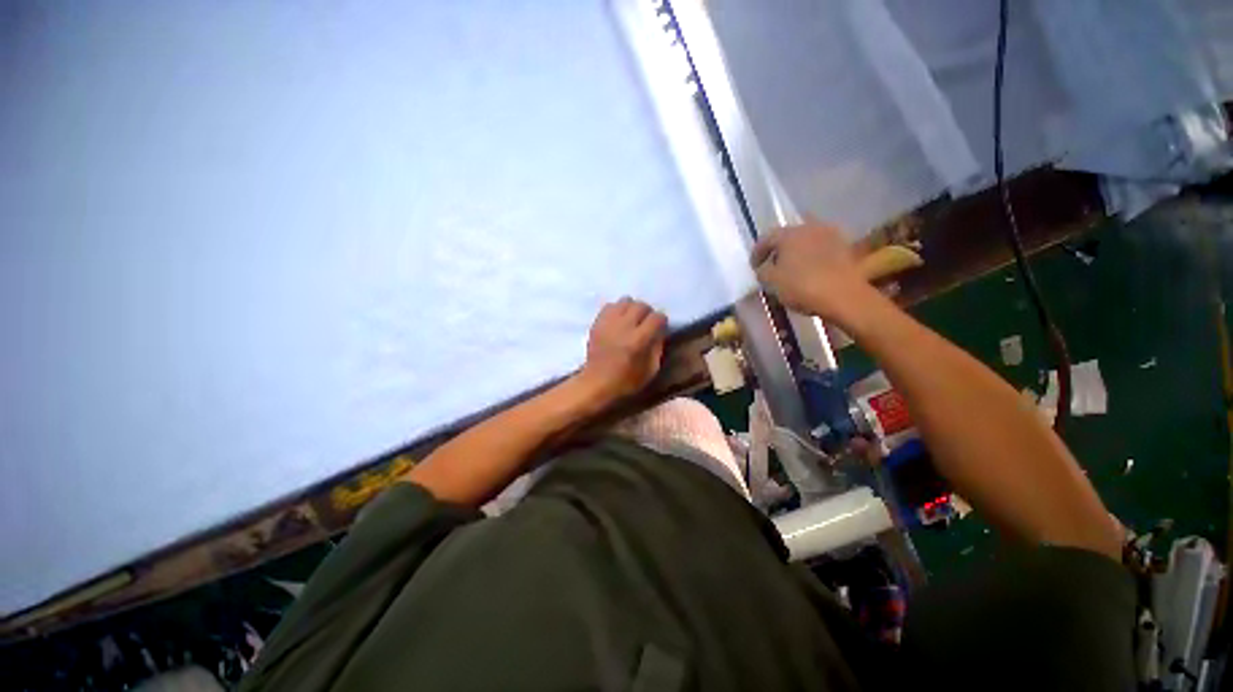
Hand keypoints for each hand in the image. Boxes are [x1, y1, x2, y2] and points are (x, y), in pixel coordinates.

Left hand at [578, 298, 666, 404]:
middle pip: (641, 305)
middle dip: (647, 313)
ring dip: (632, 308)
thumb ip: (658, 348)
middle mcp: (624, 327)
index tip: (660, 327)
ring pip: (625, 301)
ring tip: (631, 319)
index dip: (662, 321)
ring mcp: (608, 323)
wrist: (596, 383)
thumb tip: (660, 332)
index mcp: (638, 340)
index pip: (657, 318)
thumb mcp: (651, 370)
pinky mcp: (597, 322)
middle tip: (646, 323)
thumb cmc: (626, 381)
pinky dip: (617, 310)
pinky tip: (618, 321)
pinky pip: (610, 305)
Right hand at [749, 219, 878, 326]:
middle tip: (777, 266)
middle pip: (788, 237)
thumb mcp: (773, 284)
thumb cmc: (804, 287)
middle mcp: (806, 227)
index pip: (765, 239)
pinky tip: (817, 270)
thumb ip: (763, 273)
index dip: (758, 253)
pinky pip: (825, 249)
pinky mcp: (845, 247)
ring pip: (808, 241)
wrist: (845, 294)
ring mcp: (828, 234)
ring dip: (801, 252)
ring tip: (799, 268)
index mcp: (786, 233)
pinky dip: (818, 257)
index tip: (755, 266)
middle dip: (781, 250)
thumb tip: (763, 269)